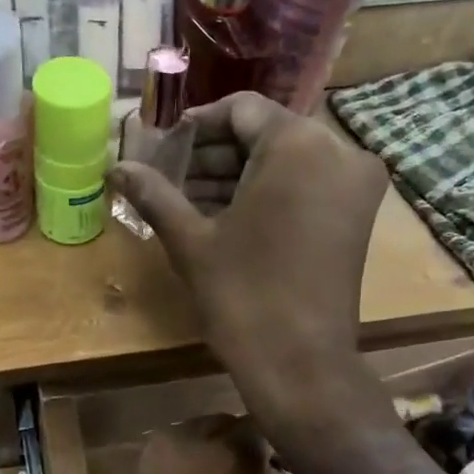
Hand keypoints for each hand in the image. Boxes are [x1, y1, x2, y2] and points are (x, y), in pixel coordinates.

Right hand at [109, 93, 391, 440]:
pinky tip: (227, 218)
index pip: (241, 110)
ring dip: (239, 176)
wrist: (300, 363)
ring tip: (190, 201)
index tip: (163, 149)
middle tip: (171, 178)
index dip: (196, 126)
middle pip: (266, 134)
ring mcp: (355, 186)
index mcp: (298, 145)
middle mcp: (338, 152)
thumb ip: (155, 194)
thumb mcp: (192, 241)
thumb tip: (116, 167)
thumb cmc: (242, 295)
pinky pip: (307, 186)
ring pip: (287, 161)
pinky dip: (269, 194)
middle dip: (215, 155)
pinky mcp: (357, 217)